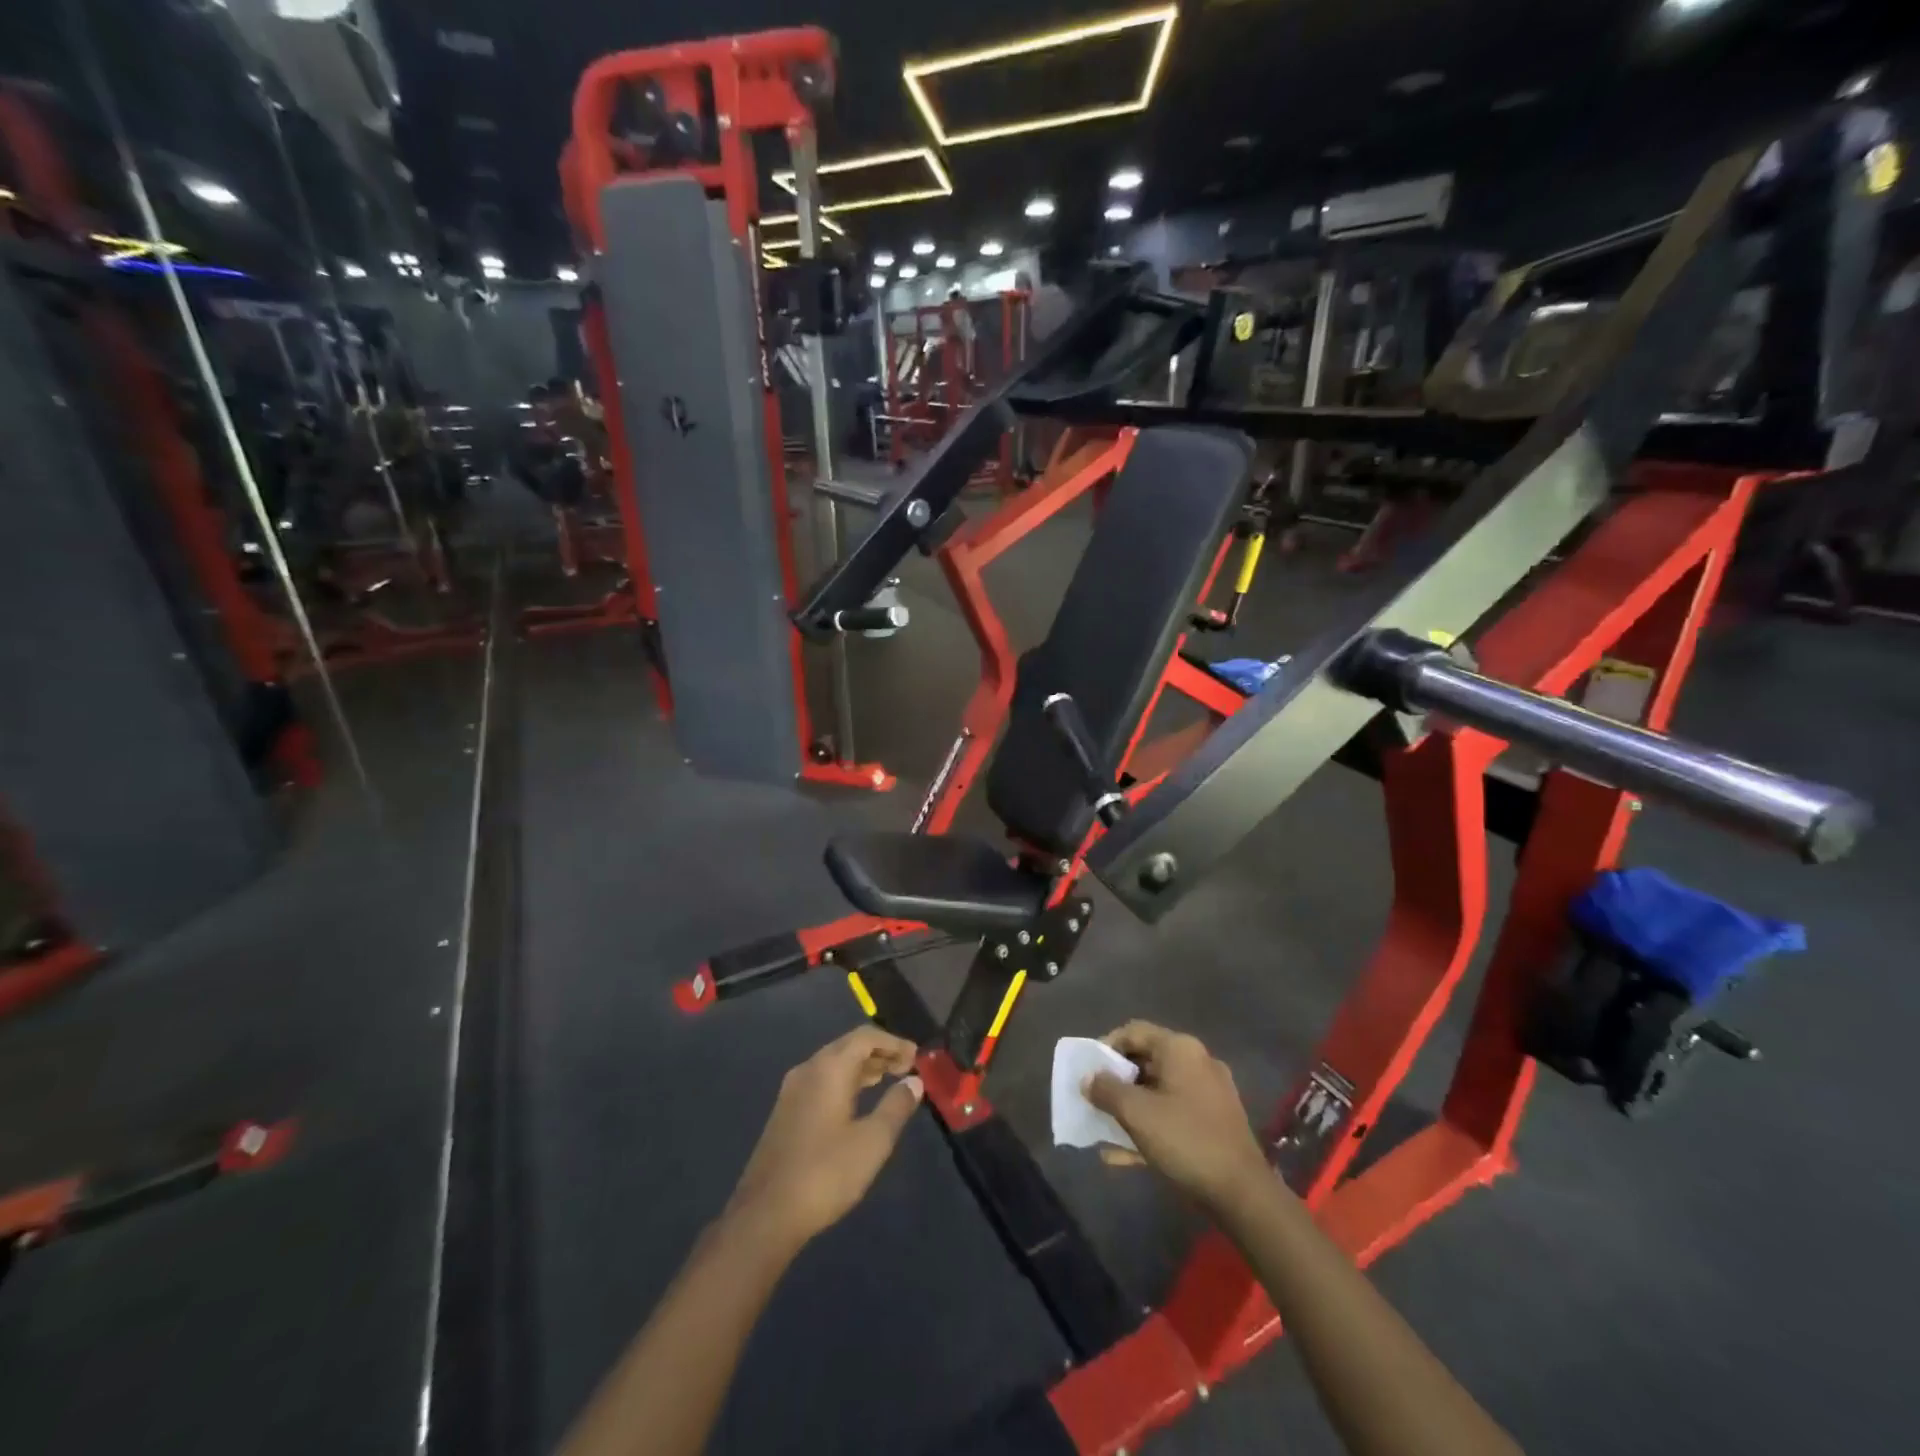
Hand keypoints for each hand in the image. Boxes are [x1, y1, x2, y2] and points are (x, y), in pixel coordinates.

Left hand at [727, 1026, 924, 1250]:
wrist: (766, 1215)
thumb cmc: (826, 1173)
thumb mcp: (872, 1141)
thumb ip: (896, 1106)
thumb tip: (914, 1081)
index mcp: (829, 1068)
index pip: (866, 1037)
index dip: (894, 1042)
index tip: (916, 1057)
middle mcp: (808, 1069)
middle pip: (848, 1046)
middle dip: (879, 1052)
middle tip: (906, 1067)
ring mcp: (792, 1090)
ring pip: (833, 1063)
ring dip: (862, 1066)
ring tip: (888, 1079)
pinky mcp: (785, 1111)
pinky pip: (821, 1080)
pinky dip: (845, 1080)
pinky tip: (857, 1102)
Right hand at [1086, 1021, 1268, 1213]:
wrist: (1242, 1193)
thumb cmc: (1185, 1140)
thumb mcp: (1137, 1113)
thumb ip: (1106, 1090)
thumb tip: (1088, 1079)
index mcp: (1180, 1049)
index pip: (1134, 1031)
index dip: (1106, 1046)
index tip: (1088, 1071)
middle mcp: (1196, 1062)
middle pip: (1146, 1060)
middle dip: (1116, 1081)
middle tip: (1094, 1099)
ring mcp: (1208, 1093)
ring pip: (1158, 1090)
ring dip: (1130, 1107)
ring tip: (1105, 1128)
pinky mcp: (1214, 1121)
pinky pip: (1173, 1113)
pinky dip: (1150, 1125)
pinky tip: (1125, 1154)